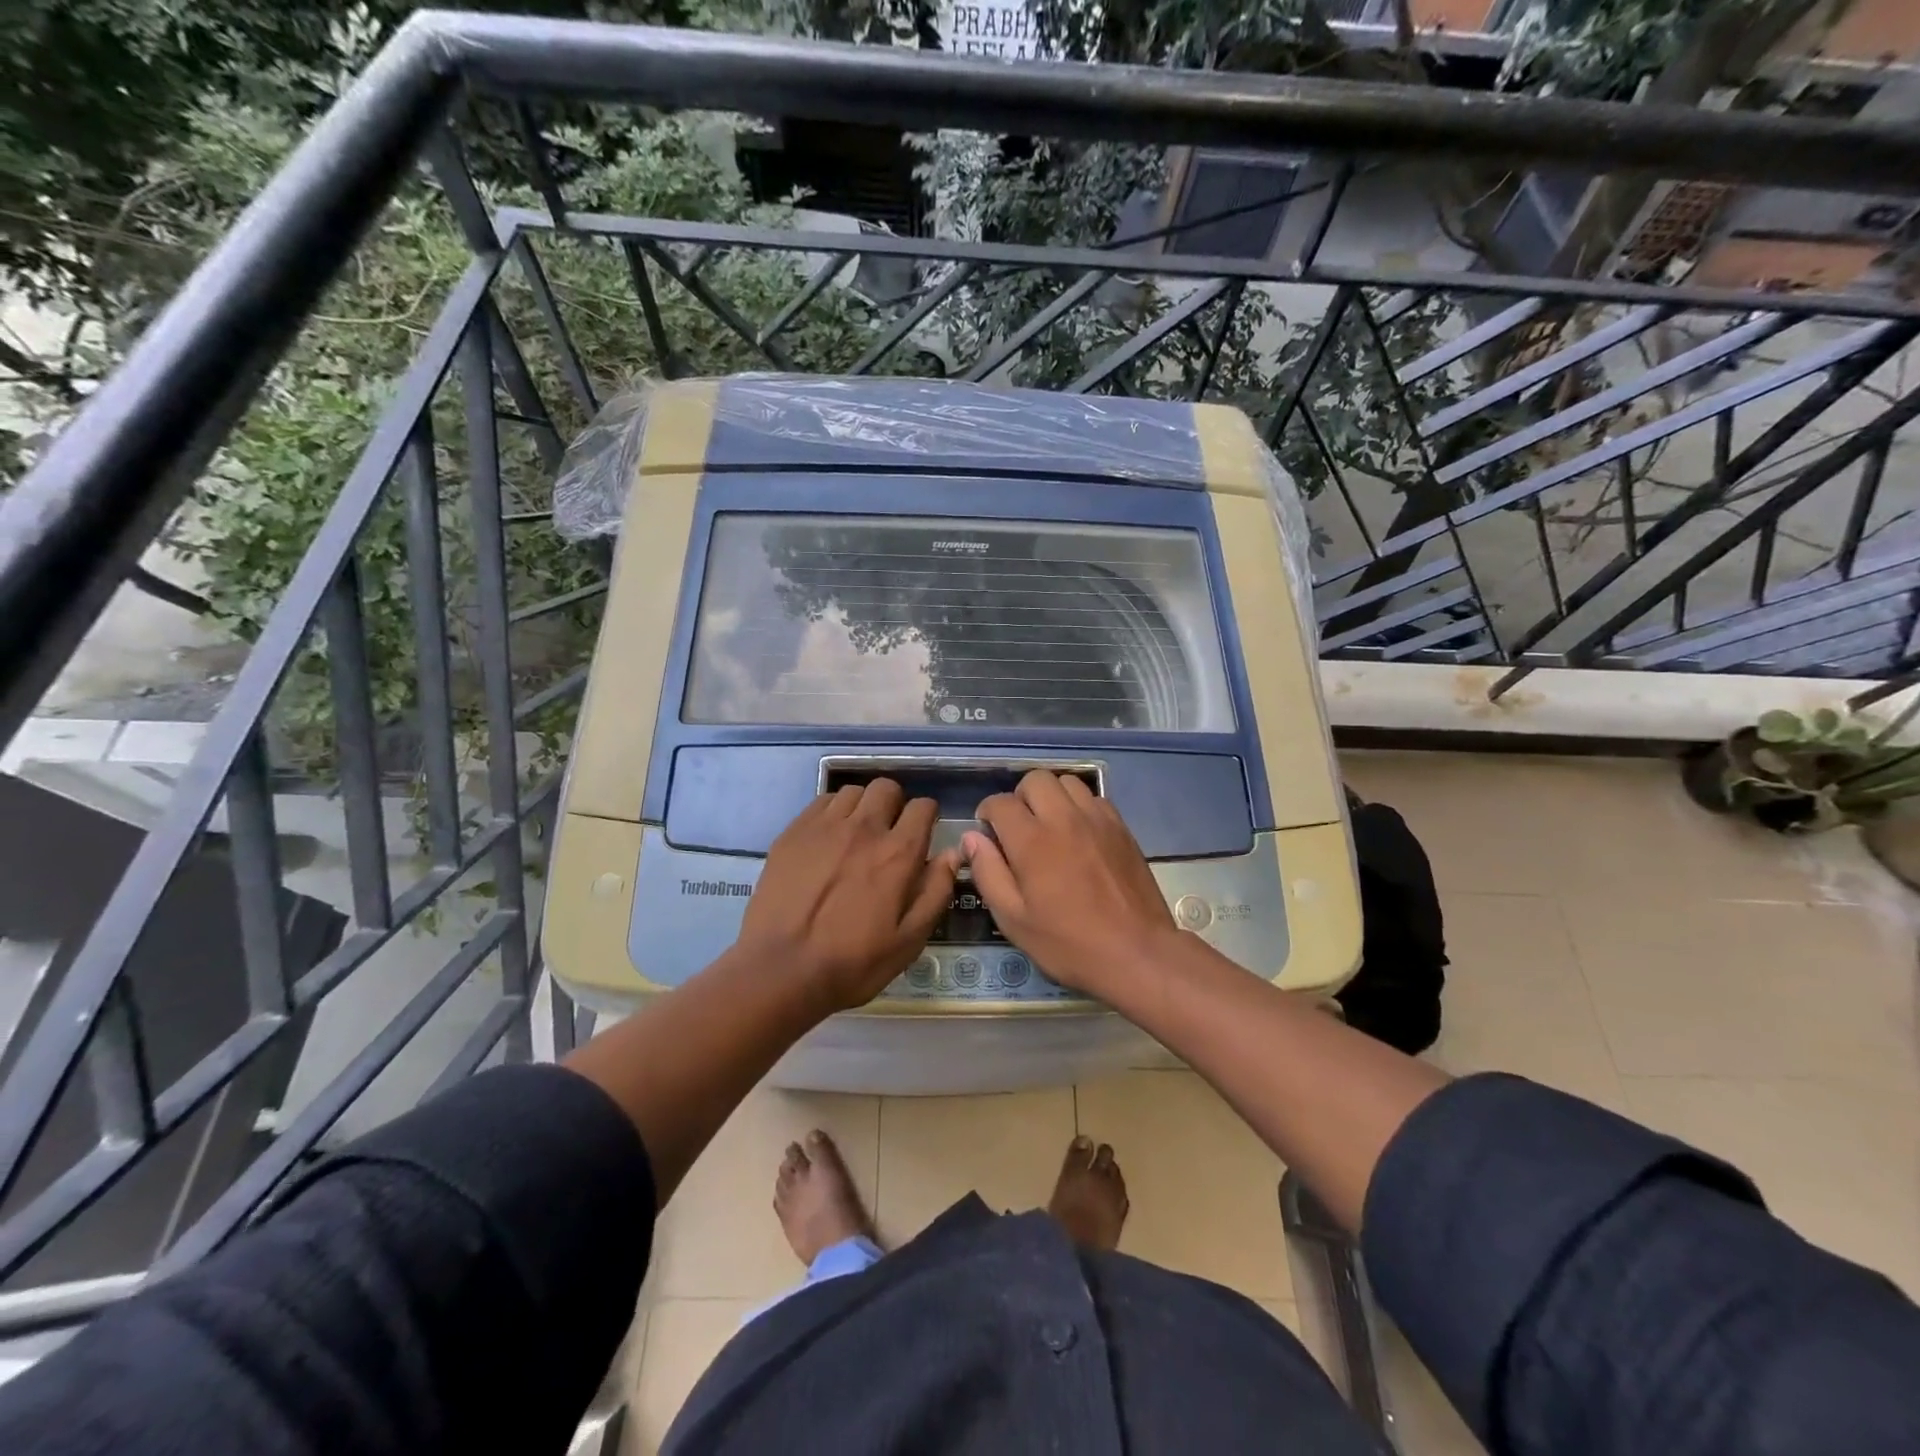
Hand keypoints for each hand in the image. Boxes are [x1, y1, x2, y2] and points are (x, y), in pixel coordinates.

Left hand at [739, 779, 960, 1013]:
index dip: (927, 817)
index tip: (921, 835)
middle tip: (889, 833)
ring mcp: (824, 827)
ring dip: (862, 807)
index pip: (923, 807)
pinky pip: (820, 802)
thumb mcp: (909, 940)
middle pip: (886, 788)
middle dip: (894, 804)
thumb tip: (953, 853)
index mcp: (898, 853)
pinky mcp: (793, 832)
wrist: (781, 971)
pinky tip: (827, 839)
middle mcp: (864, 828)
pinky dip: (832, 812)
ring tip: (856, 835)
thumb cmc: (853, 963)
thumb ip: (935, 892)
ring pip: (853, 792)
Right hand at [962, 771, 1179, 998]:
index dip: (987, 813)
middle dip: (1019, 797)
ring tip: (1049, 825)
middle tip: (1019, 827)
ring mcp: (1096, 819)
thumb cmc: (1068, 942)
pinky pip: (1093, 798)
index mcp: (1031, 841)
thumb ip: (988, 873)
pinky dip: (1079, 806)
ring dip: (1051, 797)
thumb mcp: (1014, 919)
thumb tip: (972, 838)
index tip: (988, 832)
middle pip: (1035, 780)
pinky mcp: (1121, 827)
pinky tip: (1079, 834)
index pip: (1000, 803)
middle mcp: (1063, 818)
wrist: (1136, 952)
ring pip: (1066, 782)